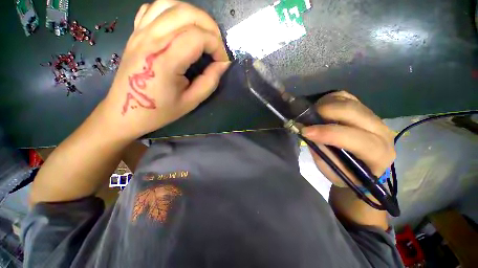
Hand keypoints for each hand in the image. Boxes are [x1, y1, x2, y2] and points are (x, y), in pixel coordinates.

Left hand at [100, 0, 229, 140]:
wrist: (125, 112)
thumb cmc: (160, 111)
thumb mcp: (191, 102)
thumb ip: (210, 81)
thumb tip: (223, 64)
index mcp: (165, 61)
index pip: (198, 37)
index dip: (217, 47)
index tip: (222, 61)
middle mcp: (151, 40)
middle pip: (187, 13)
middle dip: (210, 27)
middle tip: (217, 46)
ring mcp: (140, 33)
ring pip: (171, 4)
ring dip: (194, 15)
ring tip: (203, 34)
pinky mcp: (135, 33)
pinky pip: (154, 8)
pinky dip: (173, 11)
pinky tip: (180, 27)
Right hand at [302, 91, 395, 186]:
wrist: (363, 166)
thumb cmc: (347, 174)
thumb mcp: (332, 170)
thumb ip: (322, 152)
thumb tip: (307, 132)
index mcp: (378, 154)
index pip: (357, 139)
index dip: (329, 133)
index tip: (305, 131)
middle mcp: (381, 131)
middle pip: (353, 111)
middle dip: (325, 112)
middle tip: (306, 118)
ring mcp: (373, 116)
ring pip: (348, 101)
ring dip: (325, 105)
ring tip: (312, 114)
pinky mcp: (363, 109)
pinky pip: (345, 96)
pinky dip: (329, 99)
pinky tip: (321, 108)